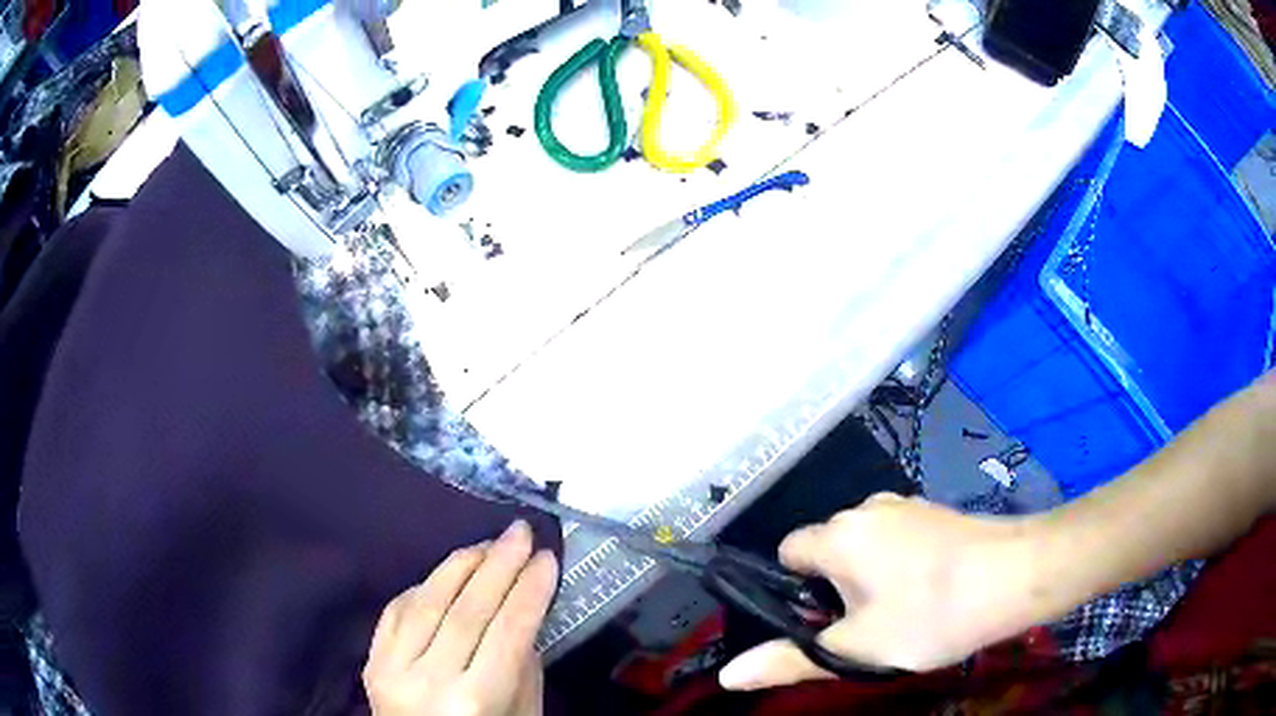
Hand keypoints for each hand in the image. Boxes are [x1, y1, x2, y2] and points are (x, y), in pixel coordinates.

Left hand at [363, 520, 558, 715]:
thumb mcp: (522, 715)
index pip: (508, 632)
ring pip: (427, 601)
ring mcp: (391, 669)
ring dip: (460, 565)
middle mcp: (429, 680)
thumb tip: (523, 610)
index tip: (548, 557)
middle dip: (499, 564)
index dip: (530, 590)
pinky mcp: (370, 661)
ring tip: (488, 543)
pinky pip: (396, 610)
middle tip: (520, 532)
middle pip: (467, 609)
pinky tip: (446, 573)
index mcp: (475, 701)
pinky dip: (423, 586)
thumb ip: (522, 665)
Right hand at [719, 493, 1036, 690]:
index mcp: (838, 535)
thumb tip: (728, 675)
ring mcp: (907, 507)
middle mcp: (867, 508)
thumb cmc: (930, 614)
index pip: (788, 552)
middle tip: (864, 629)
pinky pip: (898, 541)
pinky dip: (899, 567)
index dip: (794, 592)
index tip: (821, 625)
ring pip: (866, 547)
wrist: (1017, 575)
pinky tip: (929, 594)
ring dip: (869, 579)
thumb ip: (790, 661)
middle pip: (829, 550)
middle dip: (834, 589)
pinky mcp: (936, 514)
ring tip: (900, 615)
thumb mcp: (857, 649)